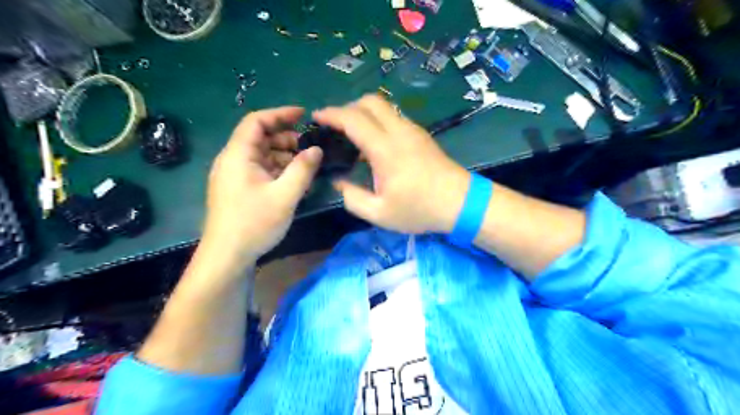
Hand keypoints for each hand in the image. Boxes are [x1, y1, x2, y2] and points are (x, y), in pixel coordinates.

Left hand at [200, 107, 320, 267]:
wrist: (227, 256)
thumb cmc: (254, 223)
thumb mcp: (285, 195)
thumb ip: (303, 169)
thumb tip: (316, 149)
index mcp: (238, 155)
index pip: (257, 121)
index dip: (280, 114)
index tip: (303, 115)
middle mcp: (232, 160)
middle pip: (259, 138)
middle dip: (286, 139)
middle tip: (309, 149)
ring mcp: (234, 176)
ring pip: (261, 155)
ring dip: (283, 156)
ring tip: (305, 167)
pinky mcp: (238, 189)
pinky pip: (259, 170)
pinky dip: (277, 170)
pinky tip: (292, 181)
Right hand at [312, 94, 467, 234]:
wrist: (462, 203)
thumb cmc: (420, 210)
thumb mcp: (380, 213)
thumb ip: (352, 197)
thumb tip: (338, 181)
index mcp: (386, 149)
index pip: (353, 119)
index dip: (331, 114)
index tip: (317, 117)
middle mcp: (399, 132)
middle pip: (370, 101)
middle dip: (348, 107)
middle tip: (335, 126)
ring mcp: (413, 130)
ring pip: (384, 106)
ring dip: (364, 113)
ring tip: (353, 135)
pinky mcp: (421, 135)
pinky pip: (394, 117)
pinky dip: (378, 120)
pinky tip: (375, 144)